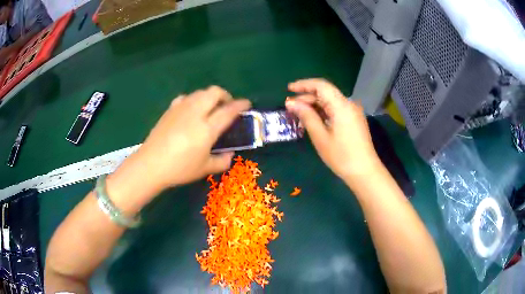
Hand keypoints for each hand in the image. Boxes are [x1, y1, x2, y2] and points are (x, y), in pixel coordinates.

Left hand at [108, 86, 250, 204]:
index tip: (247, 104)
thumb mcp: (205, 169)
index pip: (228, 110)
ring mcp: (181, 109)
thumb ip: (222, 161)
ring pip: (200, 92)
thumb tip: (230, 153)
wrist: (151, 165)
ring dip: (210, 96)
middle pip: (214, 92)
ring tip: (210, 109)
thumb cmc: (180, 169)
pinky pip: (186, 97)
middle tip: (227, 106)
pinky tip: (191, 111)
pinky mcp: (170, 110)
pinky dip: (194, 100)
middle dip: (225, 95)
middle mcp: (195, 113)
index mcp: (207, 129)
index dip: (240, 105)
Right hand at [285, 78, 379, 180]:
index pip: (321, 85)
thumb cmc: (341, 156)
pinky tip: (313, 120)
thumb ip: (306, 116)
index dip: (303, 85)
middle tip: (290, 107)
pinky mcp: (354, 120)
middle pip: (325, 93)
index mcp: (341, 105)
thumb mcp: (320, 136)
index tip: (288, 89)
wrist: (364, 171)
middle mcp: (348, 104)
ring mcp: (353, 112)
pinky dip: (323, 112)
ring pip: (330, 102)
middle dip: (307, 97)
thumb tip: (291, 103)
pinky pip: (336, 110)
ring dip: (314, 105)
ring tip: (299, 115)